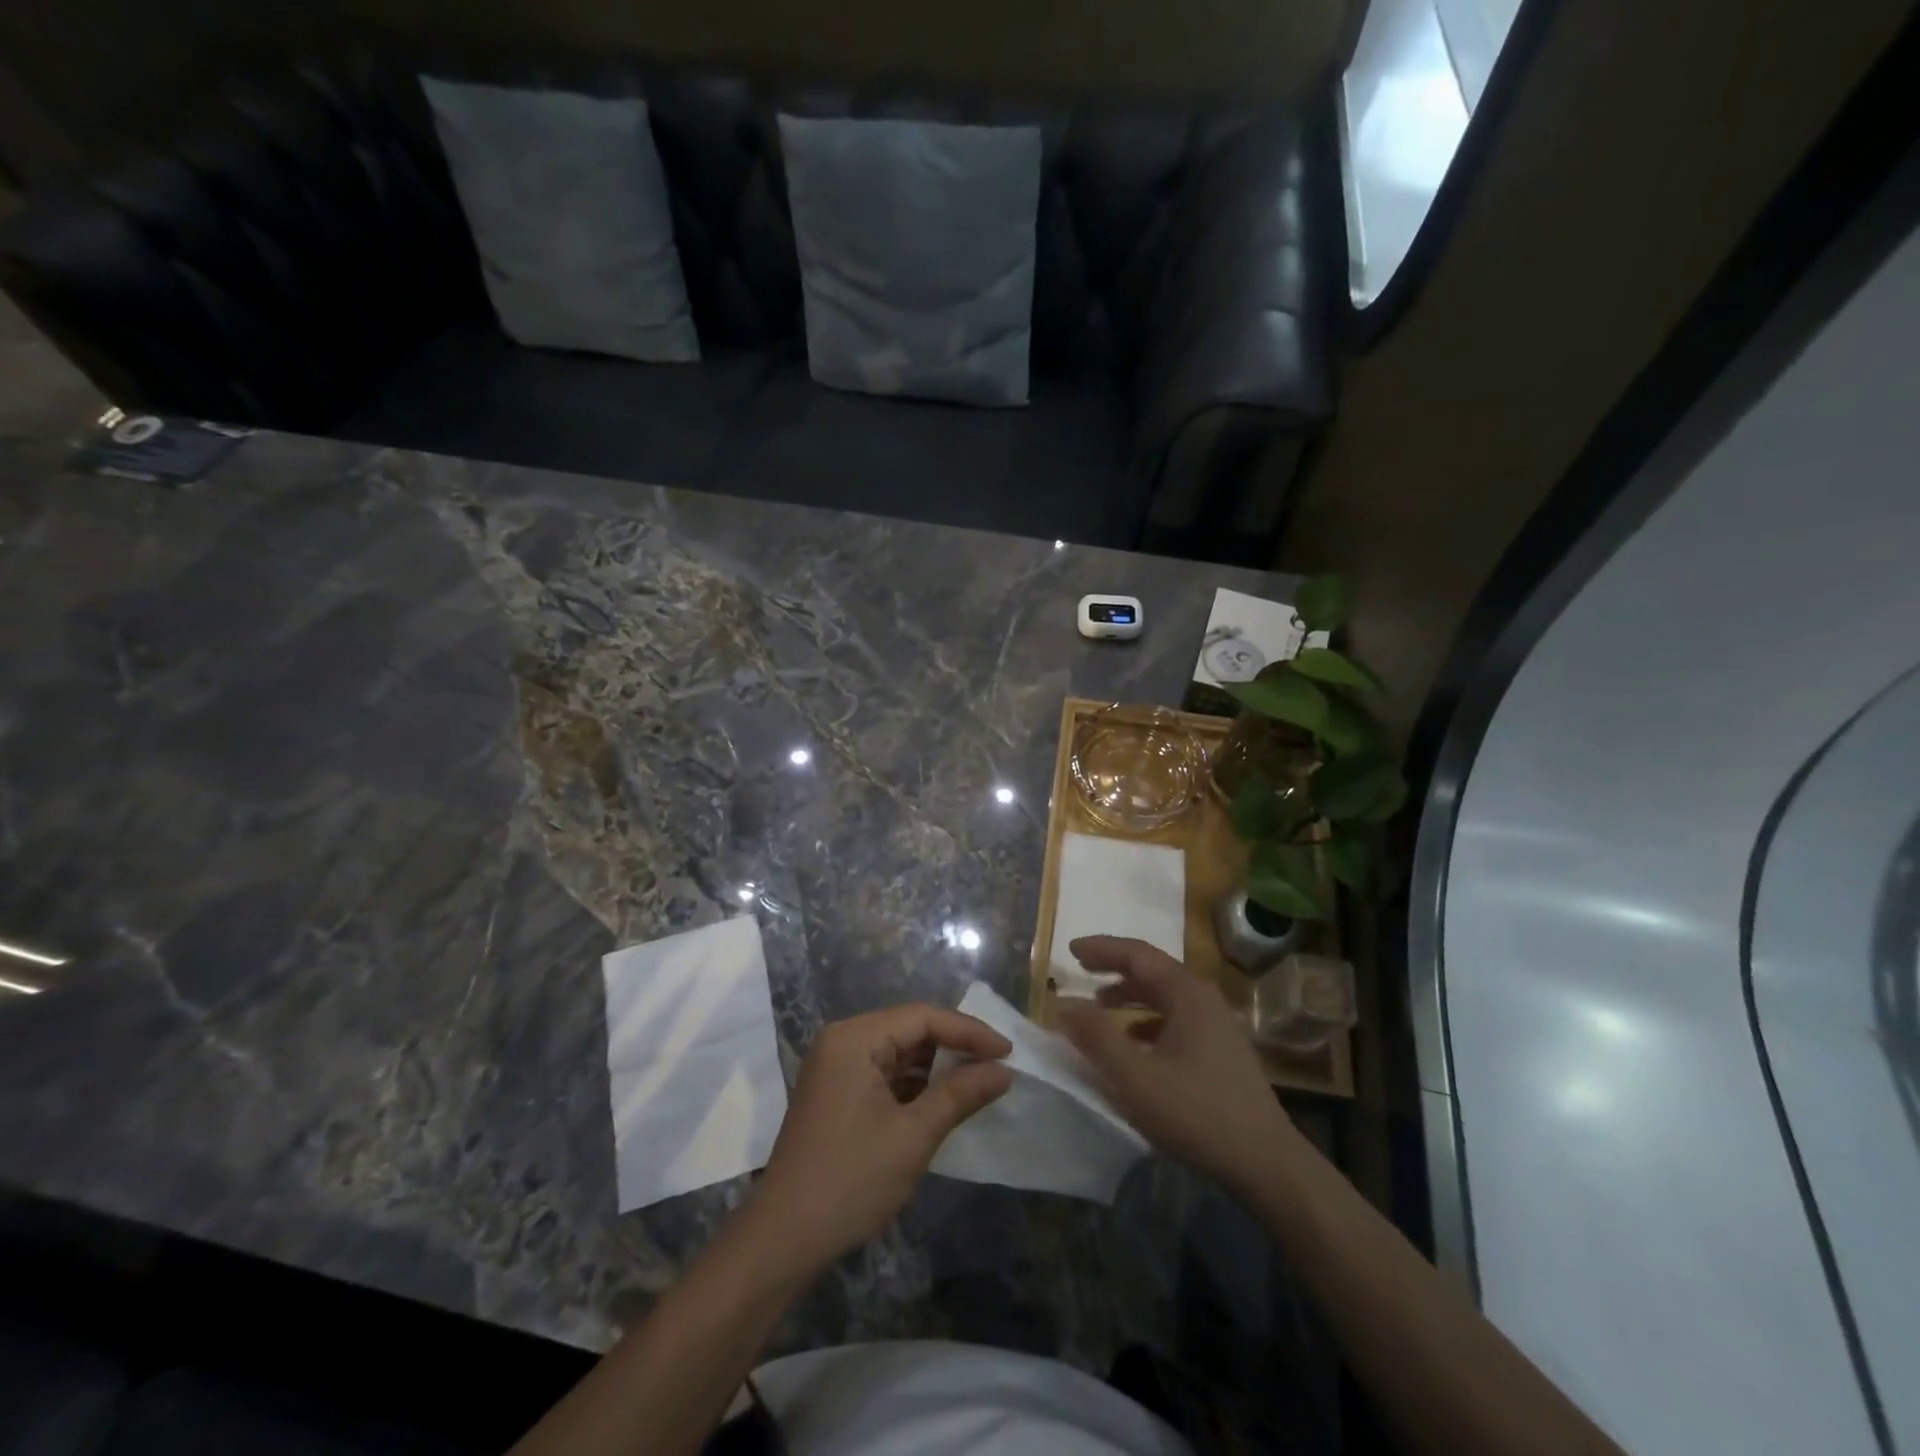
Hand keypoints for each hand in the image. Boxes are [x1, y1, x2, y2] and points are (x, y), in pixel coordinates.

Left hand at [750, 1005, 1012, 1268]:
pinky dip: (915, 1084)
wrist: (784, 1238)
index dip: (969, 1031)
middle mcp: (843, 1040)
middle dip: (955, 1046)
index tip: (1008, 1052)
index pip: (923, 1017)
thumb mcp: (913, 1136)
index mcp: (855, 1038)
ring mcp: (836, 1065)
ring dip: (937, 1066)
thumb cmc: (850, 1180)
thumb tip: (1003, 1071)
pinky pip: (885, 1072)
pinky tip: (943, 1099)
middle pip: (910, 1028)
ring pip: (899, 1051)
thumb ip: (960, 1094)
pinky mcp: (837, 1091)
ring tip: (979, 1081)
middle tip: (997, 1065)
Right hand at [1058, 936, 1299, 1196]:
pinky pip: (1177, 1021)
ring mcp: (1218, 1026)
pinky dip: (1148, 1022)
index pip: (1138, 954)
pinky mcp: (1222, 1053)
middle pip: (1153, 971)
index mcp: (1187, 994)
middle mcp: (1205, 1000)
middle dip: (1115, 968)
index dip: (1102, 949)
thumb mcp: (1135, 1077)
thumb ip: (1096, 1037)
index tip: (1071, 949)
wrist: (1267, 1164)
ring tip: (1100, 1007)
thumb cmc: (1197, 1113)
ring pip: (1166, 997)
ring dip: (1131, 996)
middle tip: (1081, 969)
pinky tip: (1135, 1044)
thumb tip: (1064, 1004)